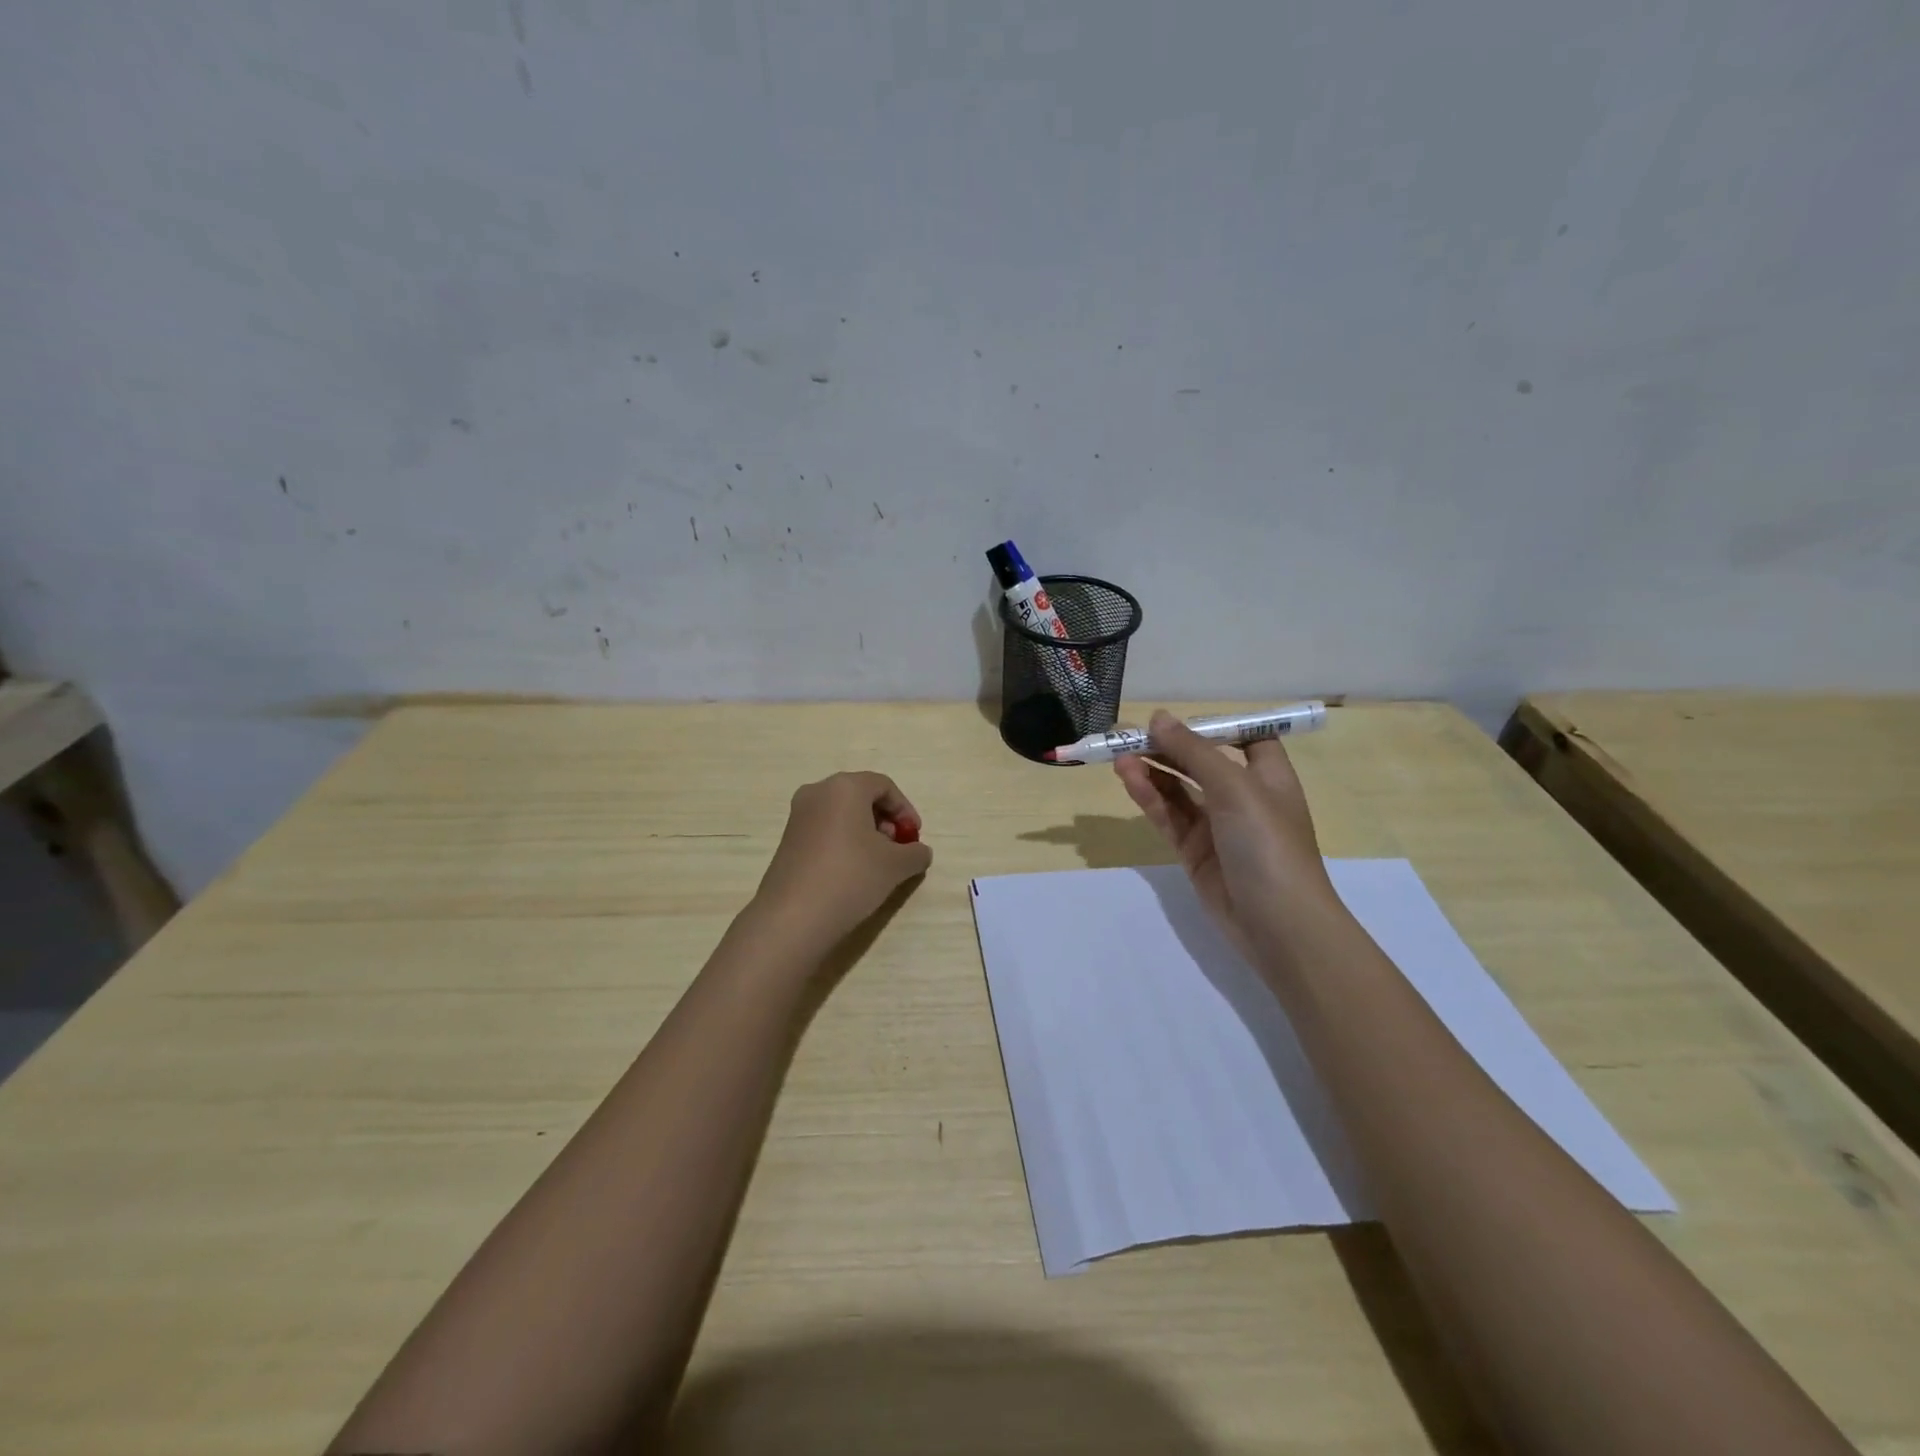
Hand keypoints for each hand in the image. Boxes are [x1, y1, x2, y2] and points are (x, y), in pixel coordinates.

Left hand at [750, 771, 932, 954]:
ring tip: (877, 864)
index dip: (905, 810)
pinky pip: (824, 830)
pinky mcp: (787, 840)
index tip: (915, 837)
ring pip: (842, 814)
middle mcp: (817, 792)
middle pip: (861, 797)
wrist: (793, 917)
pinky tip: (852, 872)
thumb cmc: (851, 877)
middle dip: (885, 821)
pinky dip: (844, 842)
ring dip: (866, 833)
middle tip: (897, 849)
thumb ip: (915, 853)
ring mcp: (798, 816)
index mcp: (844, 787)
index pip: (884, 786)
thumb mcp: (895, 865)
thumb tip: (919, 852)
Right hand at [1114, 711, 1342, 957]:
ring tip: (1119, 756)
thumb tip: (1158, 718)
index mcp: (1268, 775)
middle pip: (1200, 762)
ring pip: (1178, 789)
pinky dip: (1149, 797)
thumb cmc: (1267, 843)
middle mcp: (1243, 796)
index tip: (1178, 721)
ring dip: (1152, 770)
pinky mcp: (1194, 851)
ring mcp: (1217, 826)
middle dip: (1167, 747)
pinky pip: (1168, 816)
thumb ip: (1193, 752)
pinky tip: (1130, 779)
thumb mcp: (1234, 787)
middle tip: (1126, 733)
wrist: (1278, 924)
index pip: (1246, 738)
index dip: (1215, 727)